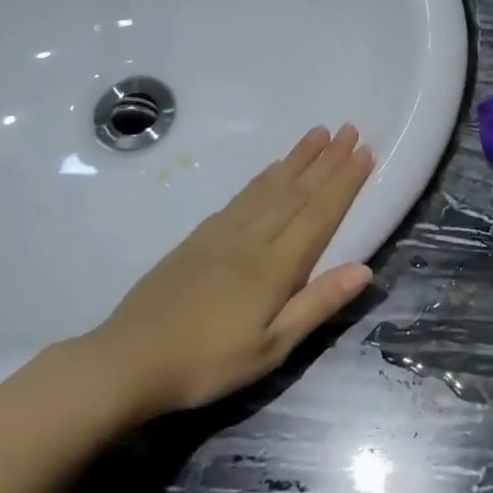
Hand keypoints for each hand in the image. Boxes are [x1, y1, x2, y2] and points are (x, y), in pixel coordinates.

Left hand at [77, 124, 375, 421]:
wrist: (126, 361)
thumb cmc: (207, 363)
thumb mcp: (271, 348)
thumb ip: (317, 304)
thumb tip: (365, 269)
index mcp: (274, 266)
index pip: (319, 213)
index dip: (344, 182)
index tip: (365, 152)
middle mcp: (251, 238)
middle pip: (296, 191)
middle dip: (327, 160)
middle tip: (350, 129)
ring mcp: (221, 234)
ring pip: (268, 187)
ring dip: (297, 159)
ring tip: (318, 134)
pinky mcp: (197, 238)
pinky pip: (241, 196)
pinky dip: (263, 177)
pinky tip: (271, 169)